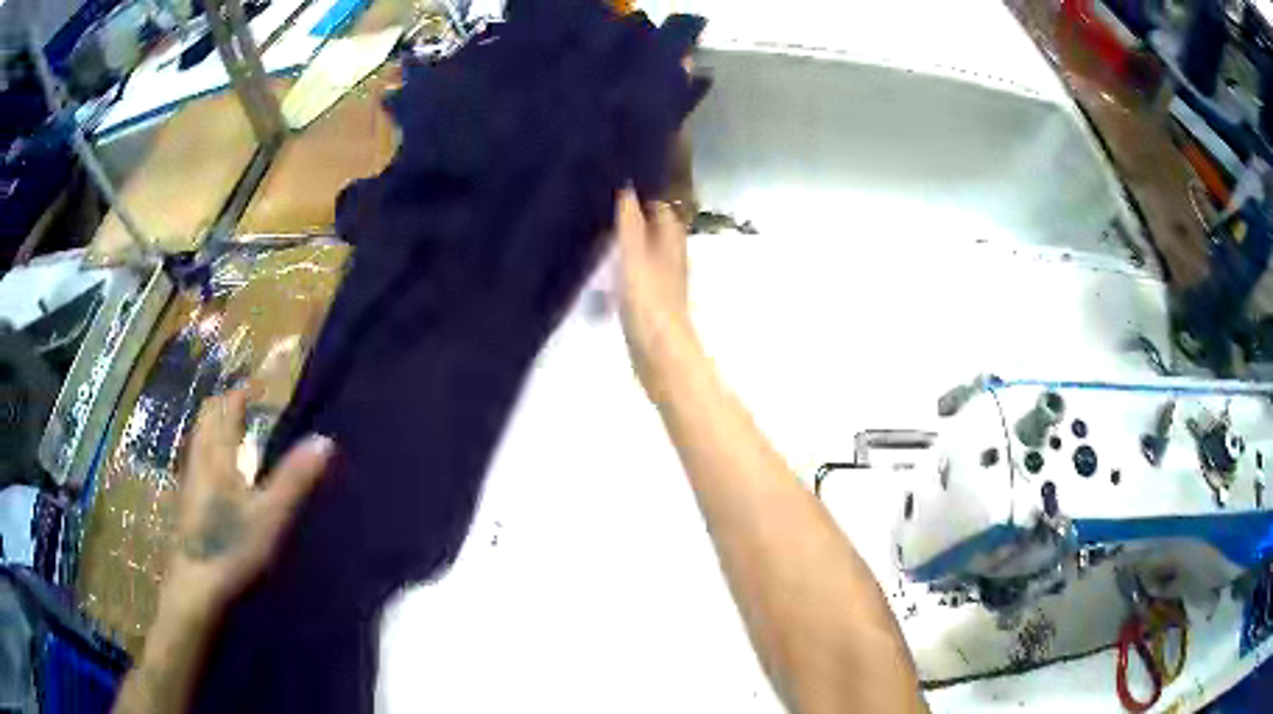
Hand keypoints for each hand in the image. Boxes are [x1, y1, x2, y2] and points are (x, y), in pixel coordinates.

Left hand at [165, 385, 332, 617]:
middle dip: (225, 405)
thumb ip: (294, 479)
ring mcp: (190, 480)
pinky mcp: (188, 502)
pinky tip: (221, 472)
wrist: (196, 584)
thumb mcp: (270, 515)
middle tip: (248, 406)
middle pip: (207, 418)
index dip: (242, 393)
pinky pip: (198, 460)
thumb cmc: (232, 545)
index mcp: (218, 454)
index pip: (225, 407)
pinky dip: (210, 451)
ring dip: (216, 426)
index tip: (261, 387)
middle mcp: (200, 459)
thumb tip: (325, 440)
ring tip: (236, 432)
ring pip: (200, 439)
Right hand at [613, 188, 696, 396]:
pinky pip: (638, 271)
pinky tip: (607, 264)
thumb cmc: (649, 301)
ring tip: (601, 226)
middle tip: (605, 200)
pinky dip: (625, 262)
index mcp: (671, 243)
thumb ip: (631, 223)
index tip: (621, 180)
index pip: (662, 208)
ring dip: (630, 238)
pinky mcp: (651, 301)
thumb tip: (628, 187)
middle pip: (656, 228)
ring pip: (647, 249)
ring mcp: (662, 281)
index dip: (646, 193)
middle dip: (637, 213)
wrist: (659, 353)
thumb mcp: (634, 256)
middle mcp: (670, 258)